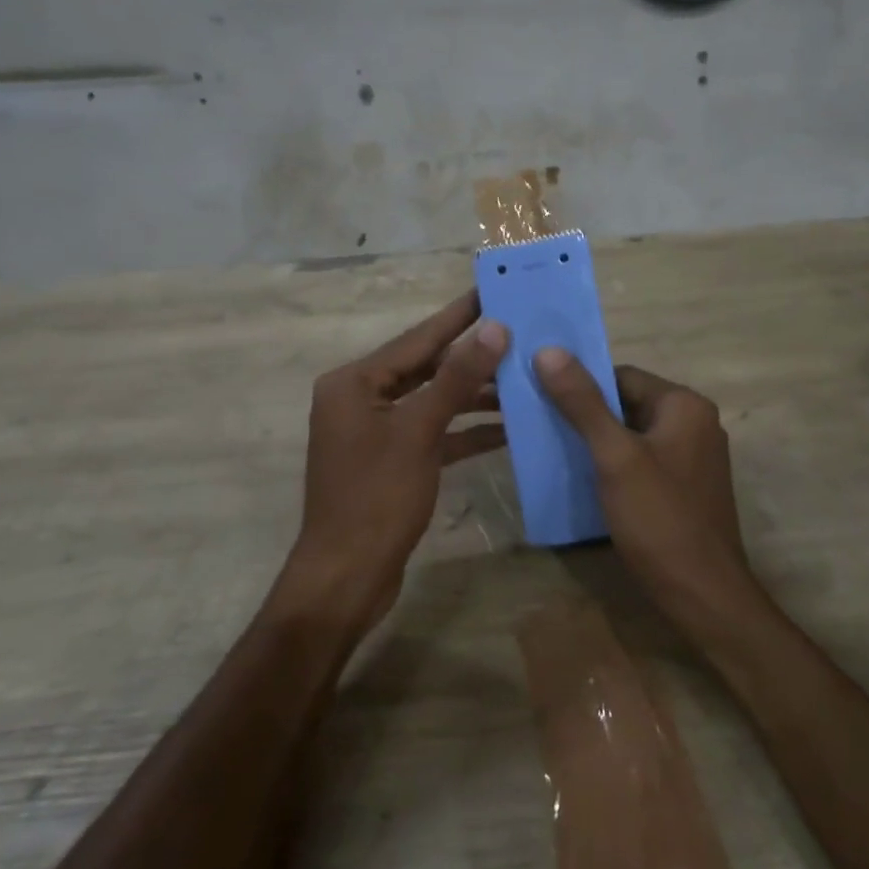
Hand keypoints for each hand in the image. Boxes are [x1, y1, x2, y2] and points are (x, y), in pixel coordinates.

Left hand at [284, 291, 509, 635]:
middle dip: (471, 356)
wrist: (346, 578)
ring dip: (473, 396)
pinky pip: (432, 433)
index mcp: (354, 383)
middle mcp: (360, 400)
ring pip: (432, 401)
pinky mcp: (391, 460)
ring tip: (522, 379)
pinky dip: (464, 431)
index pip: (416, 339)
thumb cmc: (377, 498)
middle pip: (424, 367)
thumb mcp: (420, 432)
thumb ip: (457, 378)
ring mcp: (375, 432)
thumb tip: (494, 328)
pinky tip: (507, 428)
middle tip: (517, 331)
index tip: (489, 290)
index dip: (457, 316)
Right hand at [533, 352, 755, 624]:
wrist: (704, 597)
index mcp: (684, 405)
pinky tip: (586, 481)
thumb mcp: (615, 457)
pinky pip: (643, 461)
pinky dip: (615, 464)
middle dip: (586, 414)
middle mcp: (695, 422)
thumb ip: (583, 402)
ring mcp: (693, 457)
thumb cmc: (660, 519)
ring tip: (555, 451)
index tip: (542, 397)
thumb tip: (548, 350)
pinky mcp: (686, 487)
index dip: (582, 384)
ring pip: (633, 434)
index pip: (622, 375)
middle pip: (628, 403)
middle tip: (542, 425)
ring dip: (598, 440)